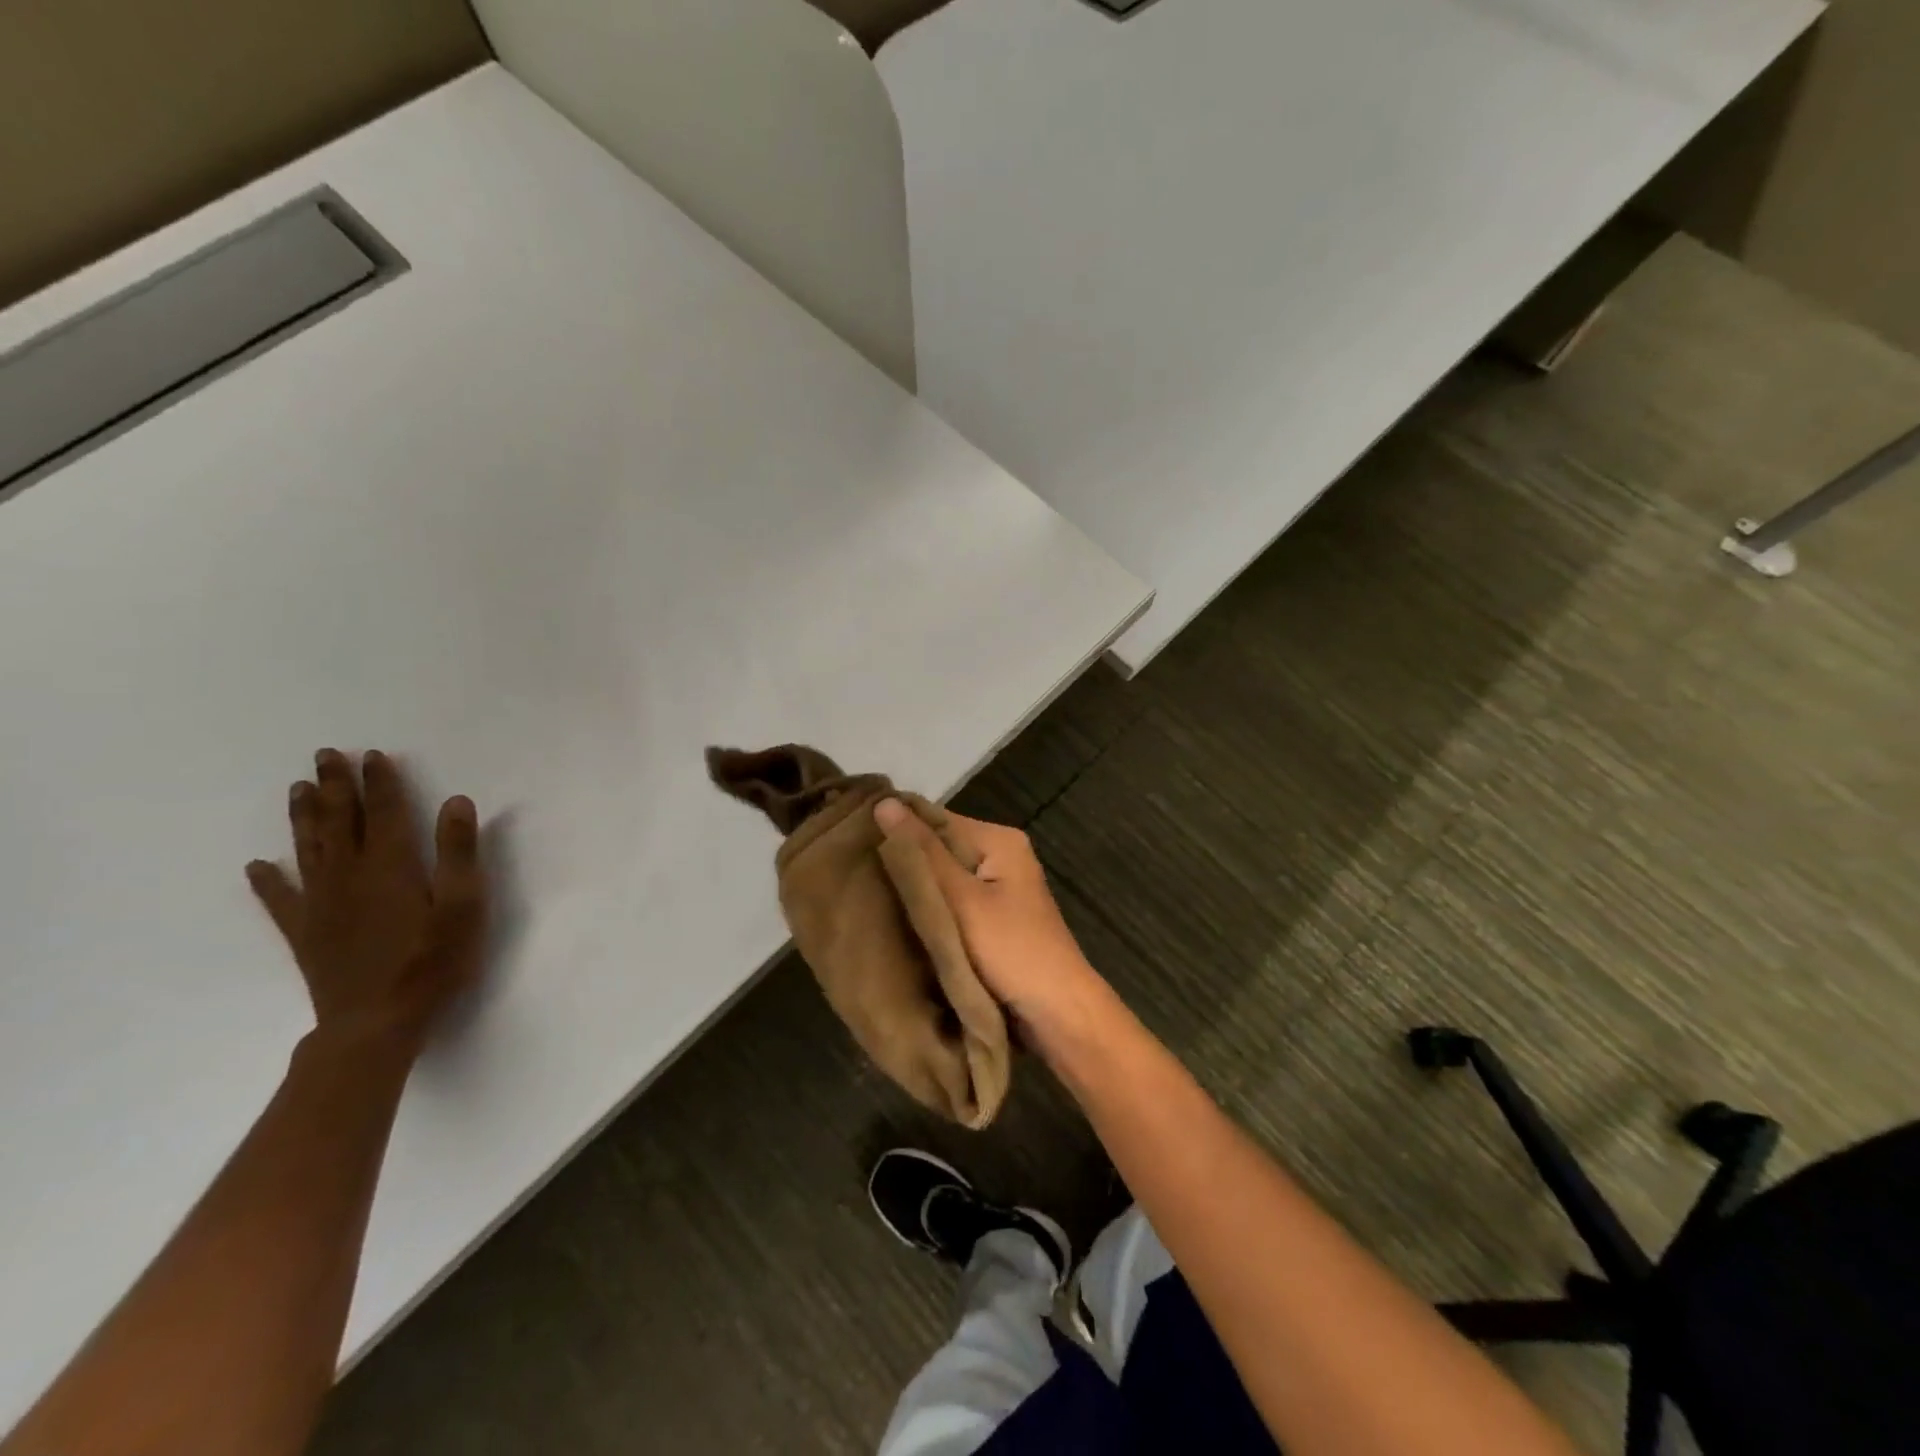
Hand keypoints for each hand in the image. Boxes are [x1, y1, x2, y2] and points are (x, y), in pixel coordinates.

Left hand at [247, 750, 486, 1054]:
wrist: (376, 1023)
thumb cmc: (432, 961)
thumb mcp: (464, 905)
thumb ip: (460, 852)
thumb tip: (456, 800)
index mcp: (391, 866)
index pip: (385, 812)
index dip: (380, 782)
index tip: (372, 755)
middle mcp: (349, 876)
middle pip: (340, 822)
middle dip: (335, 787)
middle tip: (325, 755)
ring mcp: (321, 905)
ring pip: (308, 849)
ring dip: (304, 817)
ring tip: (297, 789)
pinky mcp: (305, 933)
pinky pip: (280, 900)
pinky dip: (268, 881)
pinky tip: (257, 866)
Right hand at [874, 800, 1109, 1054]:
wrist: (1057, 1015)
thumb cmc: (1011, 950)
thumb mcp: (962, 899)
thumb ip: (923, 853)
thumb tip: (883, 801)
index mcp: (998, 840)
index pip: (935, 819)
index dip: (895, 829)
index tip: (849, 843)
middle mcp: (1000, 856)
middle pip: (939, 848)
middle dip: (903, 862)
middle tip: (852, 875)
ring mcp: (997, 889)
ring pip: (943, 879)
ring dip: (914, 889)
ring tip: (865, 896)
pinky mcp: (992, 919)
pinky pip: (952, 903)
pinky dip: (930, 910)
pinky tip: (898, 919)